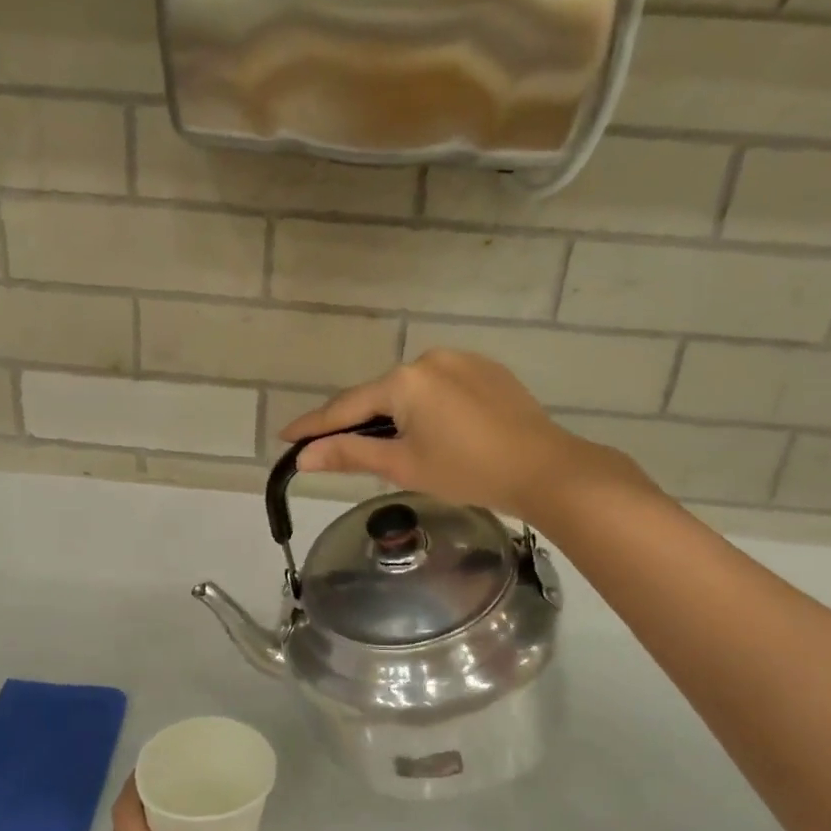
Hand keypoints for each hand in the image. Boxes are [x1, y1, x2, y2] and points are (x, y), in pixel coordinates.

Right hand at [282, 350, 651, 522]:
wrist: (544, 469)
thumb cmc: (468, 471)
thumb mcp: (403, 465)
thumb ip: (350, 455)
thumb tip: (304, 457)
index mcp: (404, 381)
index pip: (347, 407)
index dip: (315, 426)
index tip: (285, 437)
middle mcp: (428, 359)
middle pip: (379, 395)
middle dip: (358, 421)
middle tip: (337, 448)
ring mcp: (461, 360)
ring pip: (411, 389)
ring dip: (394, 413)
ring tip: (392, 444)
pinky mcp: (486, 369)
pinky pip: (441, 386)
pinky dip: (426, 406)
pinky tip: (434, 430)